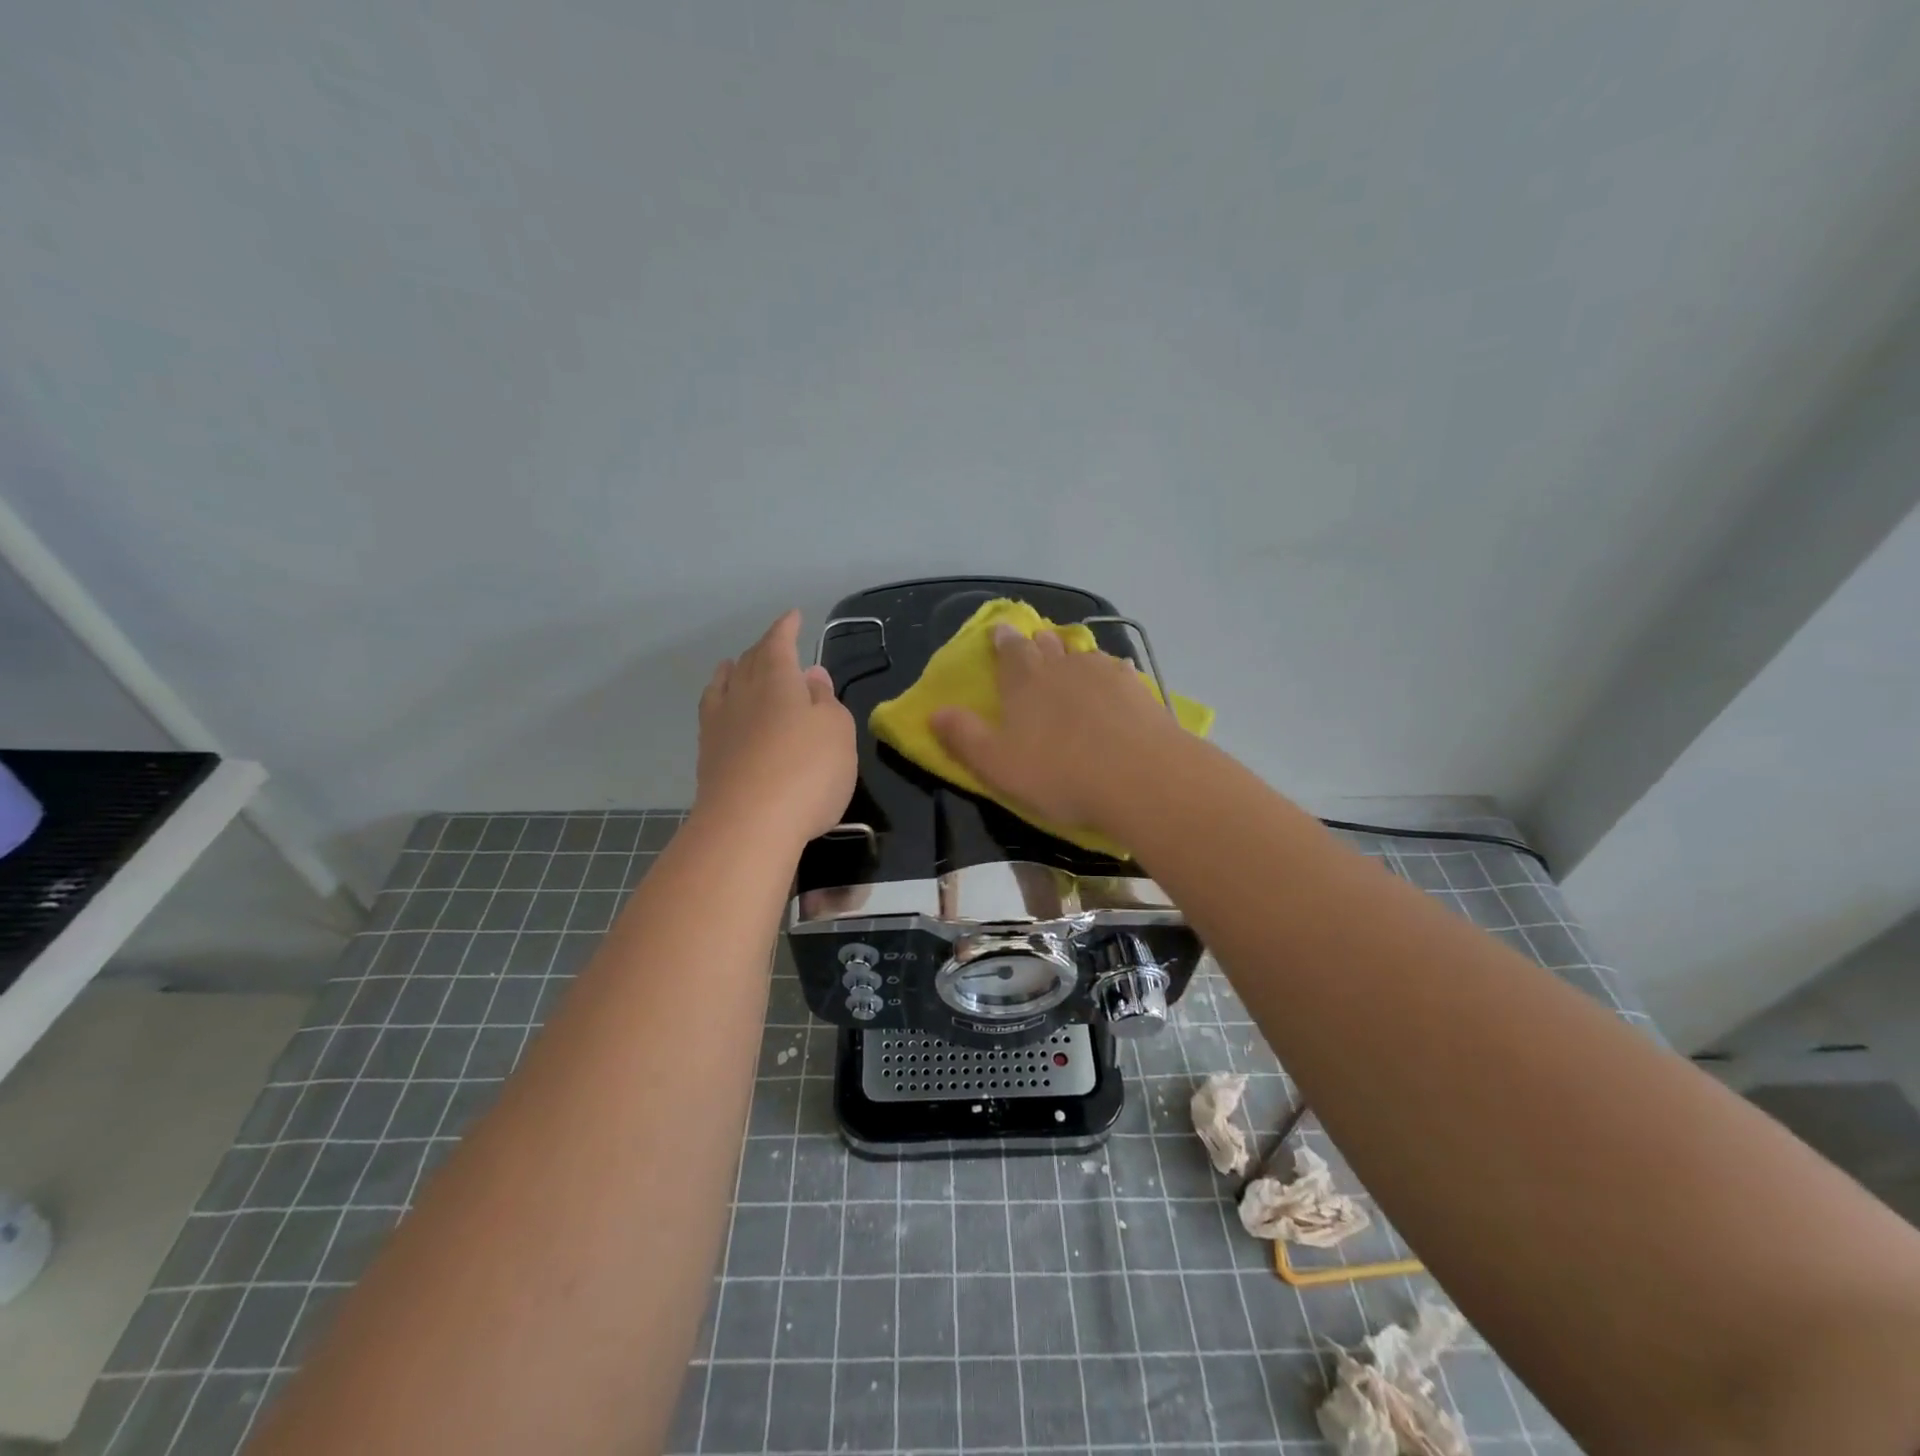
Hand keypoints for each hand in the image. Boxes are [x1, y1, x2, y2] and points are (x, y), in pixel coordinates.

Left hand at [694, 611, 856, 845]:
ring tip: (736, 666)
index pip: (779, 642)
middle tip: (776, 645)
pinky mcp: (709, 756)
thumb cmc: (807, 771)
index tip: (794, 616)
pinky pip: (713, 714)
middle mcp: (743, 693)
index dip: (787, 628)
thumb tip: (810, 675)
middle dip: (764, 649)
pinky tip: (724, 712)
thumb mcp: (837, 731)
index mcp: (777, 679)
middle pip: (750, 661)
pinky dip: (720, 702)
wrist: (749, 826)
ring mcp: (720, 725)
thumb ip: (825, 700)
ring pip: (725, 685)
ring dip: (734, 671)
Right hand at [931, 625, 1185, 837]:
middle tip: (1035, 645)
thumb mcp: (997, 764)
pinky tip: (1113, 681)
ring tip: (1071, 662)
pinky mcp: (1137, 688)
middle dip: (1037, 643)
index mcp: (1025, 679)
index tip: (1000, 632)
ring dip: (1072, 654)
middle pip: (1047, 645)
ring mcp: (1104, 673)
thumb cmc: (1059, 773)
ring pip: (1082, 653)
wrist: (1140, 778)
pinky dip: (1109, 671)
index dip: (1003, 639)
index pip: (1009, 649)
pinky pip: (1117, 669)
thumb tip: (934, 713)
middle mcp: (1063, 665)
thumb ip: (963, 737)